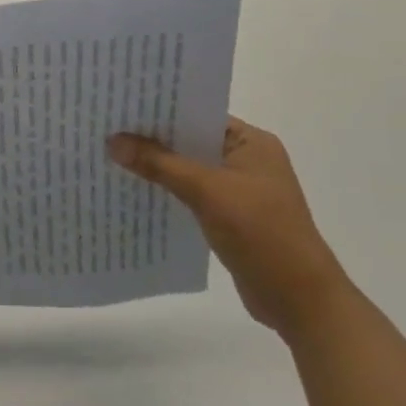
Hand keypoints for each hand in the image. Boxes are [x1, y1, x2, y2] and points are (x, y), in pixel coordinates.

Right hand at [108, 117, 353, 340]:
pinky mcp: (229, 216)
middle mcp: (246, 160)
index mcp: (251, 143)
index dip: (160, 110)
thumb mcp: (207, 192)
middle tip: (105, 127)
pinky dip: (166, 190)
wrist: (300, 301)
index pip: (198, 114)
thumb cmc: (262, 233)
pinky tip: (133, 190)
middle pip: (189, 141)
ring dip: (156, 166)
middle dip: (151, 138)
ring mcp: (238, 190)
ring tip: (110, 155)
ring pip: (187, 169)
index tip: (120, 104)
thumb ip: (160, 164)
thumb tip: (112, 141)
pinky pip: (189, 193)